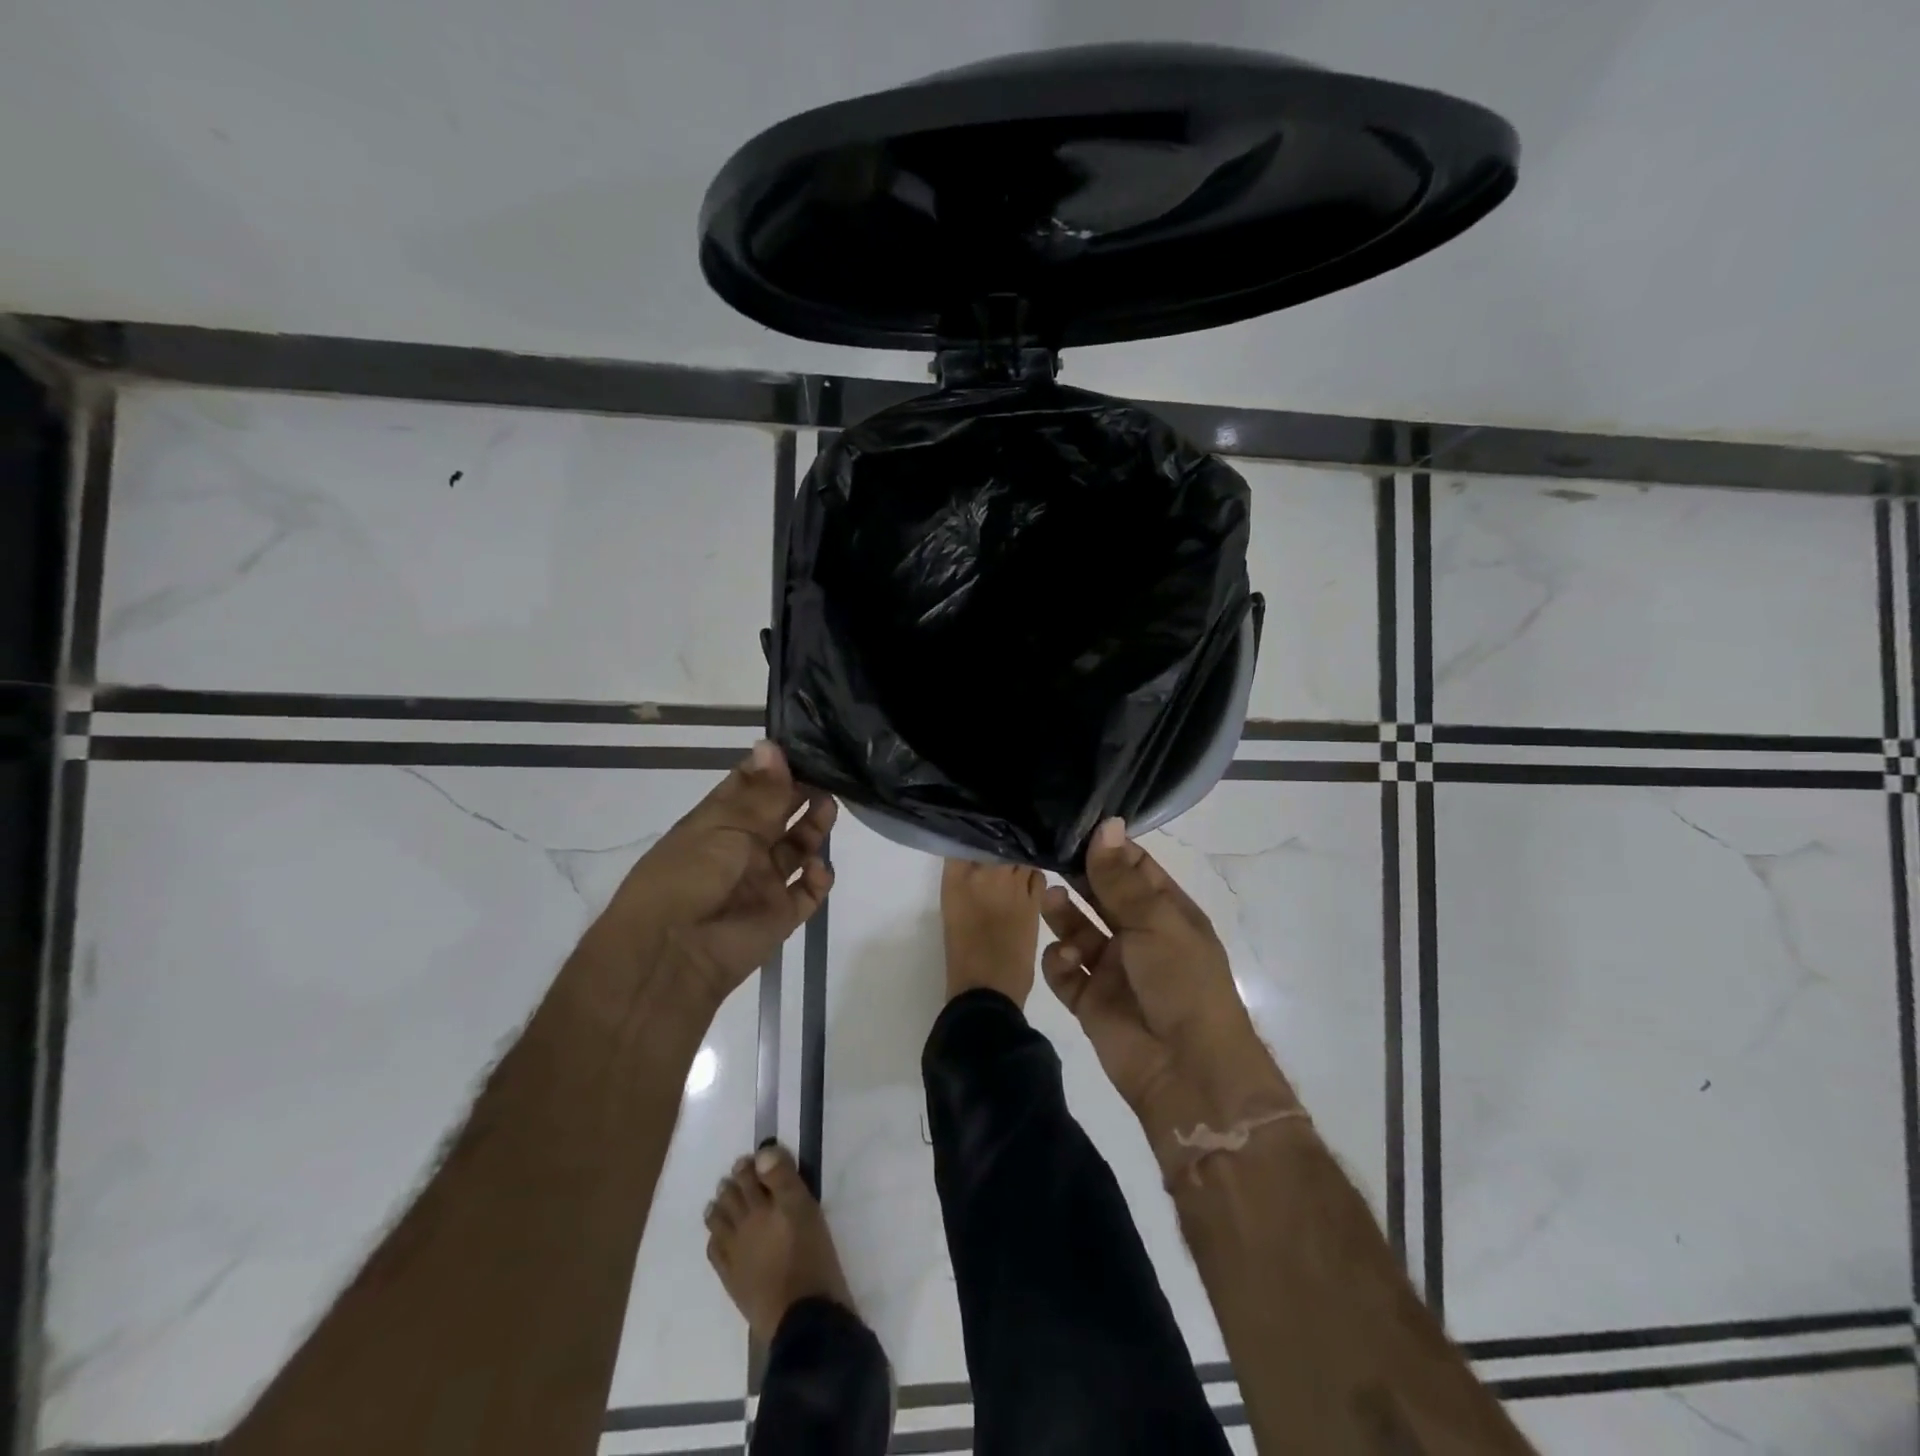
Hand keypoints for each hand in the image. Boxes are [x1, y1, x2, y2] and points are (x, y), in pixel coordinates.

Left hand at [609, 741, 835, 1007]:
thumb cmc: (690, 876)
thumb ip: (760, 791)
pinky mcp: (780, 915)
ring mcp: (762, 882)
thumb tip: (772, 744)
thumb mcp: (724, 825)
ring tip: (828, 809)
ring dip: (815, 828)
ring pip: (798, 849)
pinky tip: (818, 867)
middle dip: (802, 794)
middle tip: (829, 775)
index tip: (805, 747)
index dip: (775, 768)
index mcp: (717, 822)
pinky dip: (819, 878)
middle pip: (780, 815)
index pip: (750, 786)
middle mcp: (741, 849)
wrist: (674, 954)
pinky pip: (808, 892)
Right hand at [1041, 819, 1291, 1132]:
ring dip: (1063, 914)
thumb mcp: (1155, 921)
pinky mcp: (1090, 1000)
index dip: (1108, 848)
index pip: (1135, 870)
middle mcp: (1139, 937)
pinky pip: (1065, 971)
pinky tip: (1067, 960)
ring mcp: (1114, 969)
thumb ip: (1121, 877)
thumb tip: (1106, 823)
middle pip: (1102, 897)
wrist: (1187, 1072)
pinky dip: (1060, 961)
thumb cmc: (1182, 983)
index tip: (1074, 824)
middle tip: (1049, 854)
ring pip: (1078, 930)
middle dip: (1079, 877)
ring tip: (1050, 898)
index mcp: (1167, 914)